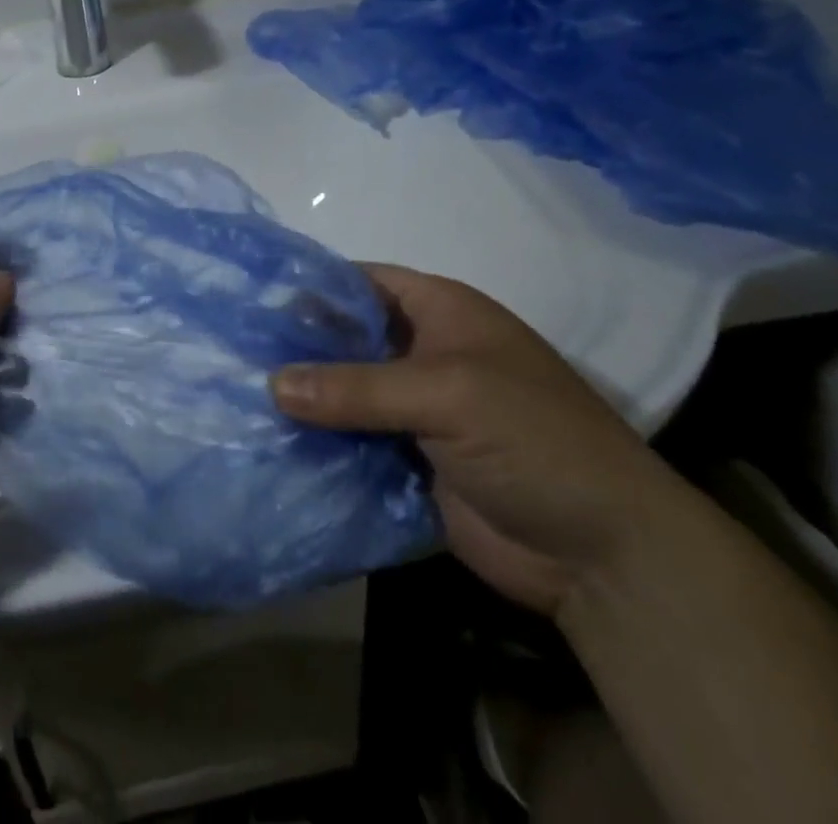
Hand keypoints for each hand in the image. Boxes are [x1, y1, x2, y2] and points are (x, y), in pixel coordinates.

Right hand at [271, 264, 684, 617]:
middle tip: (233, 353)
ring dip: (305, 399)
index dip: (313, 287)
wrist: (603, 554)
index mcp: (442, 313)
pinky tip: (270, 444)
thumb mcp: (446, 394)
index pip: (364, 283)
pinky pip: (354, 441)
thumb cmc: (533, 440)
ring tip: (237, 397)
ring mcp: (417, 409)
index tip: (253, 300)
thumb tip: (271, 383)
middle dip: (299, 347)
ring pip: (347, 393)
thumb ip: (358, 387)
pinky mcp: (410, 460)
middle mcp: (425, 353)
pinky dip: (320, 443)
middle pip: (349, 339)